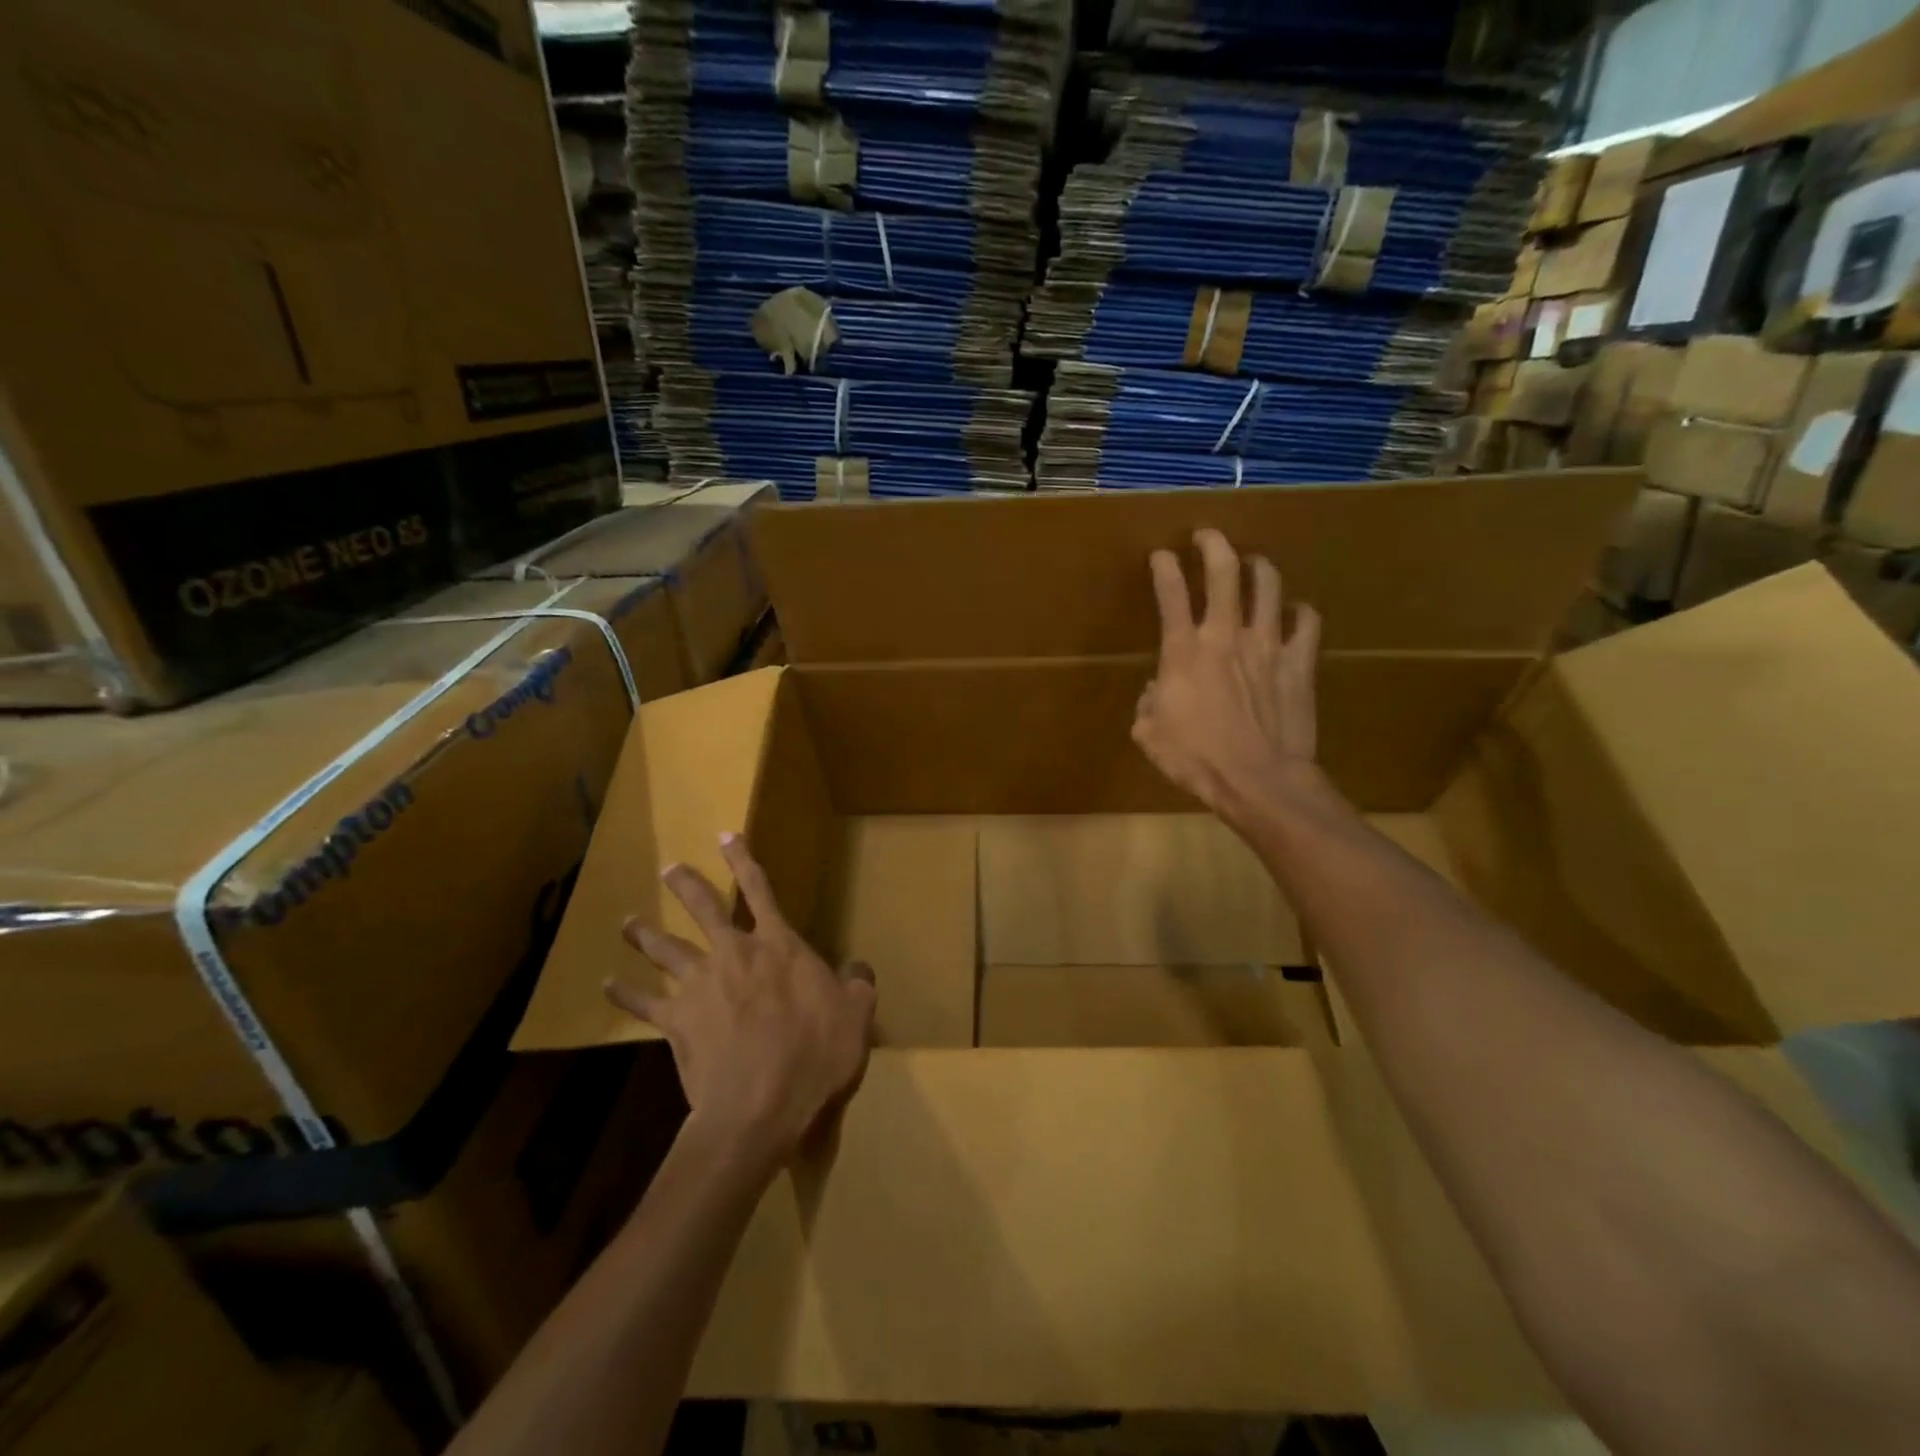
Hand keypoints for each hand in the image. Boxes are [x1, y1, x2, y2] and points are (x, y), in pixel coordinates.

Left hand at [606, 833, 876, 1173]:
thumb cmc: (815, 1057)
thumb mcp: (857, 1016)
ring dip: (646, 934)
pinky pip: (645, 1003)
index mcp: (779, 946)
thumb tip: (859, 967)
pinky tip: (607, 985)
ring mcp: (701, 986)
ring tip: (628, 923)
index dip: (743, 860)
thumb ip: (857, 985)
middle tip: (668, 869)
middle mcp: (735, 954)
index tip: (725, 835)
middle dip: (687, 885)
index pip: (760, 890)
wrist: (761, 1108)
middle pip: (705, 909)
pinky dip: (626, 993)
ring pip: (667, 949)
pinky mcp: (676, 1022)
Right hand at [1132, 528, 1323, 828]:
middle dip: (1213, 544)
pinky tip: (1294, 613)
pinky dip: (1299, 611)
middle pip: (1223, 571)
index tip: (1160, 555)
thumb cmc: (1197, 760)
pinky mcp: (1300, 662)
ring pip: (1268, 585)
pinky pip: (1307, 621)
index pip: (1170, 593)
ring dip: (1258, 568)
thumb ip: (1148, 704)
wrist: (1259, 780)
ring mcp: (1268, 644)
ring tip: (1253, 565)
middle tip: (1207, 536)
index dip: (1163, 567)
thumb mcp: (1150, 735)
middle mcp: (1225, 635)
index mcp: (1183, 652)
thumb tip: (1155, 690)